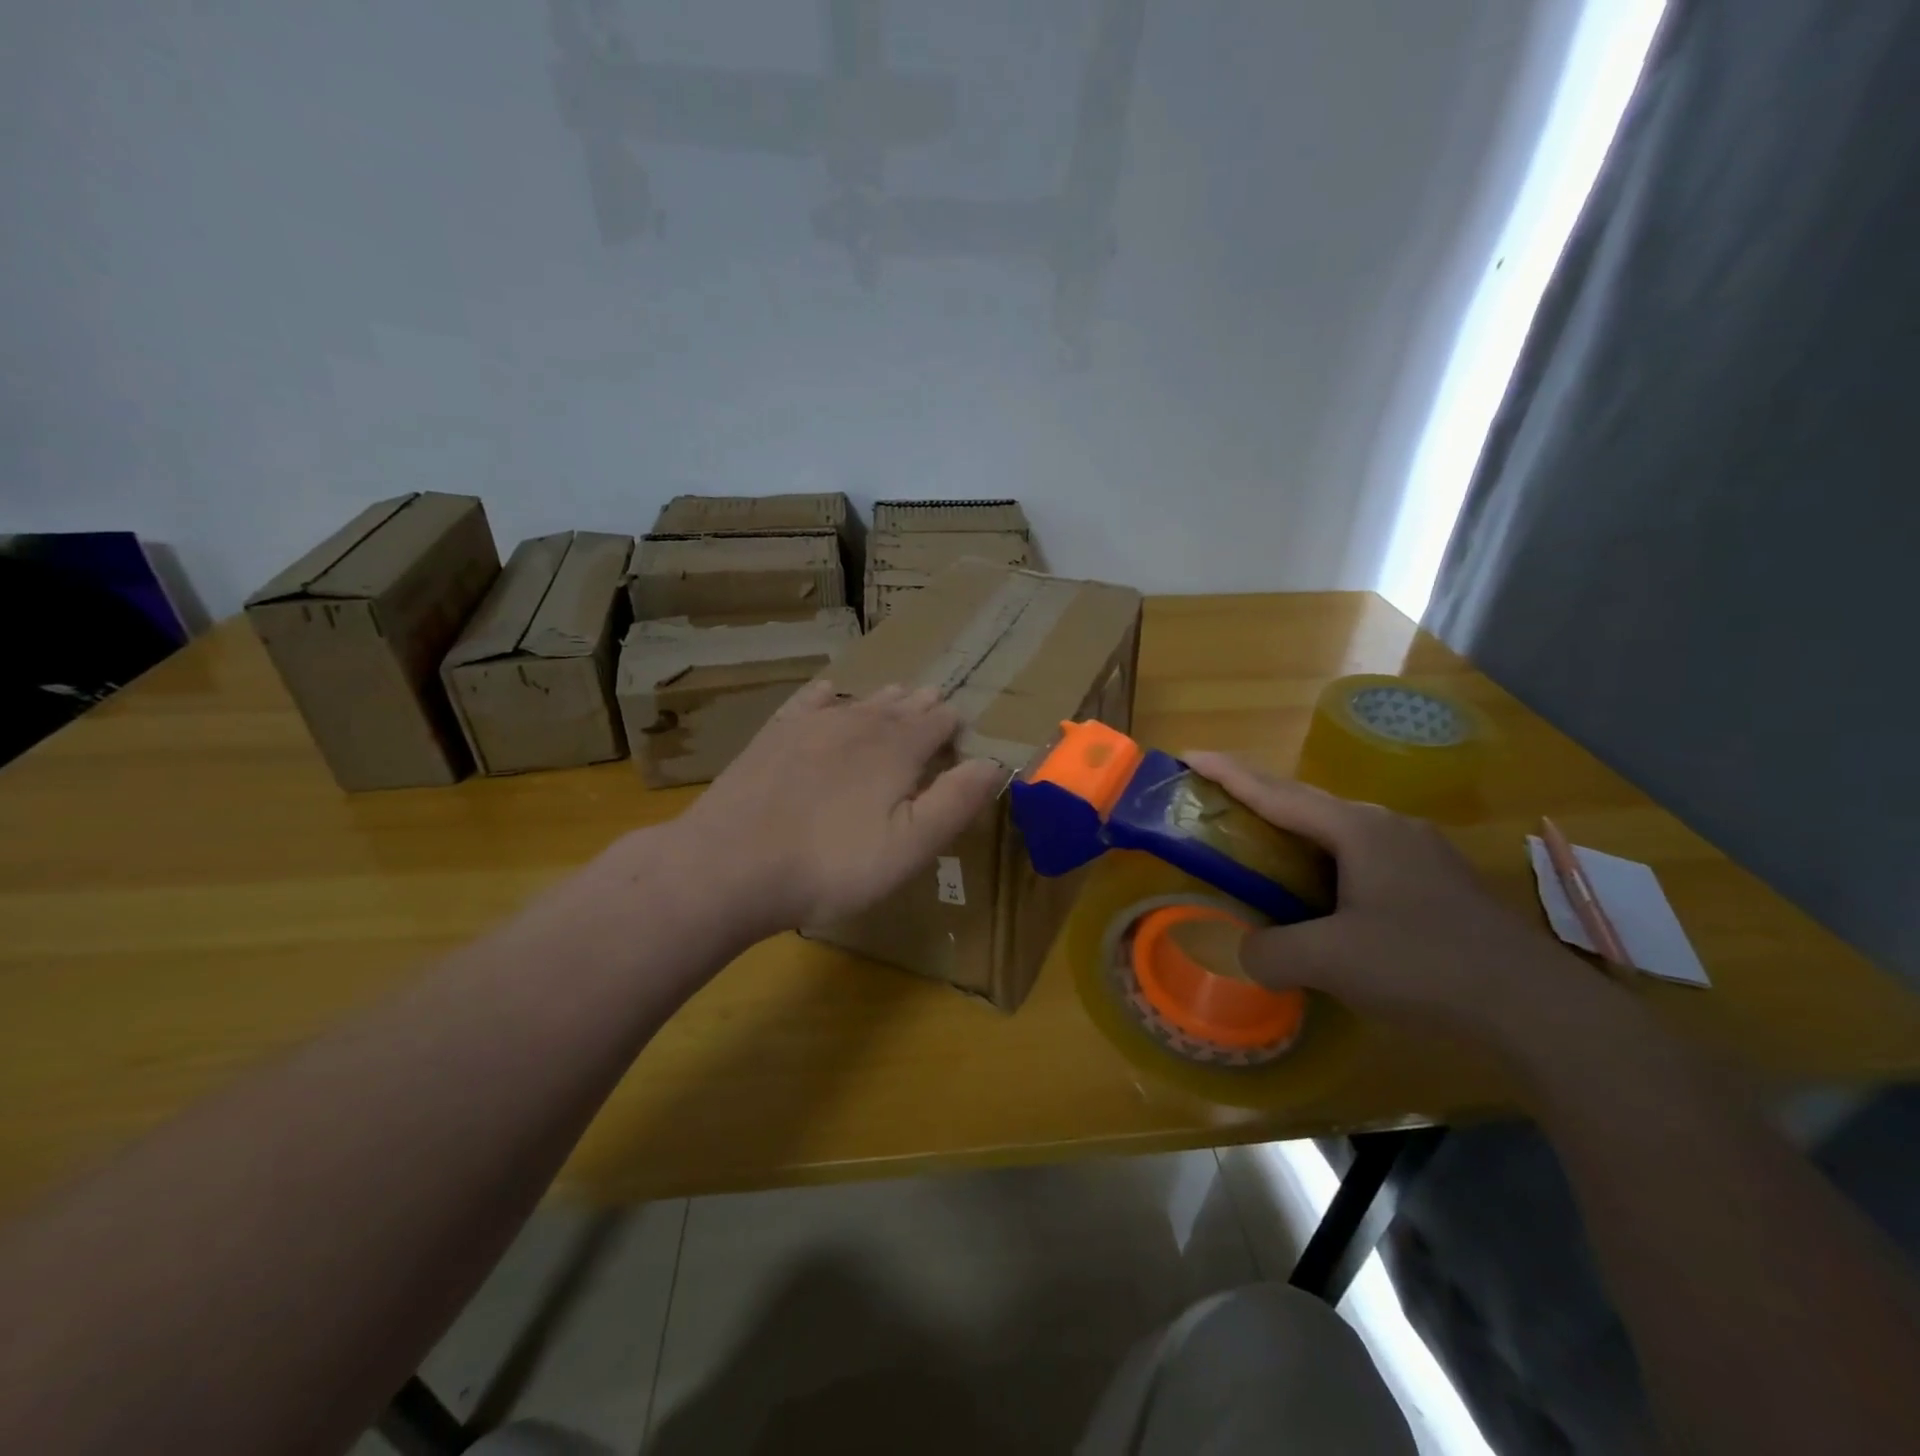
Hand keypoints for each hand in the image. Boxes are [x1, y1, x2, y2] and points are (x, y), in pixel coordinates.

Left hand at [674, 682, 1004, 937]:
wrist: (732, 863)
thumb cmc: (833, 864)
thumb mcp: (910, 846)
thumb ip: (955, 801)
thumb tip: (994, 762)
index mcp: (898, 749)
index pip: (938, 723)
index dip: (954, 724)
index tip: (961, 729)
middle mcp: (859, 724)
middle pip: (901, 706)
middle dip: (922, 705)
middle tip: (935, 700)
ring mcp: (812, 725)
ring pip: (859, 701)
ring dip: (883, 698)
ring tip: (897, 693)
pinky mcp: (774, 736)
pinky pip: (808, 702)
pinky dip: (826, 695)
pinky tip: (828, 692)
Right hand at [1184, 751, 1598, 1044]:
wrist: (1538, 1007)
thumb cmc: (1423, 966)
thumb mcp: (1330, 962)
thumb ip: (1271, 952)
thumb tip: (1247, 953)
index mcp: (1357, 830)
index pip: (1276, 793)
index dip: (1228, 773)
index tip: (1188, 755)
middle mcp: (1387, 826)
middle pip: (1307, 803)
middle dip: (1259, 799)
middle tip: (1218, 806)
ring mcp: (1420, 850)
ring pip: (1340, 831)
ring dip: (1297, 834)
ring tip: (1266, 852)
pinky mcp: (1439, 880)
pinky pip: (1366, 856)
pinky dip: (1329, 862)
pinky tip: (1327, 895)